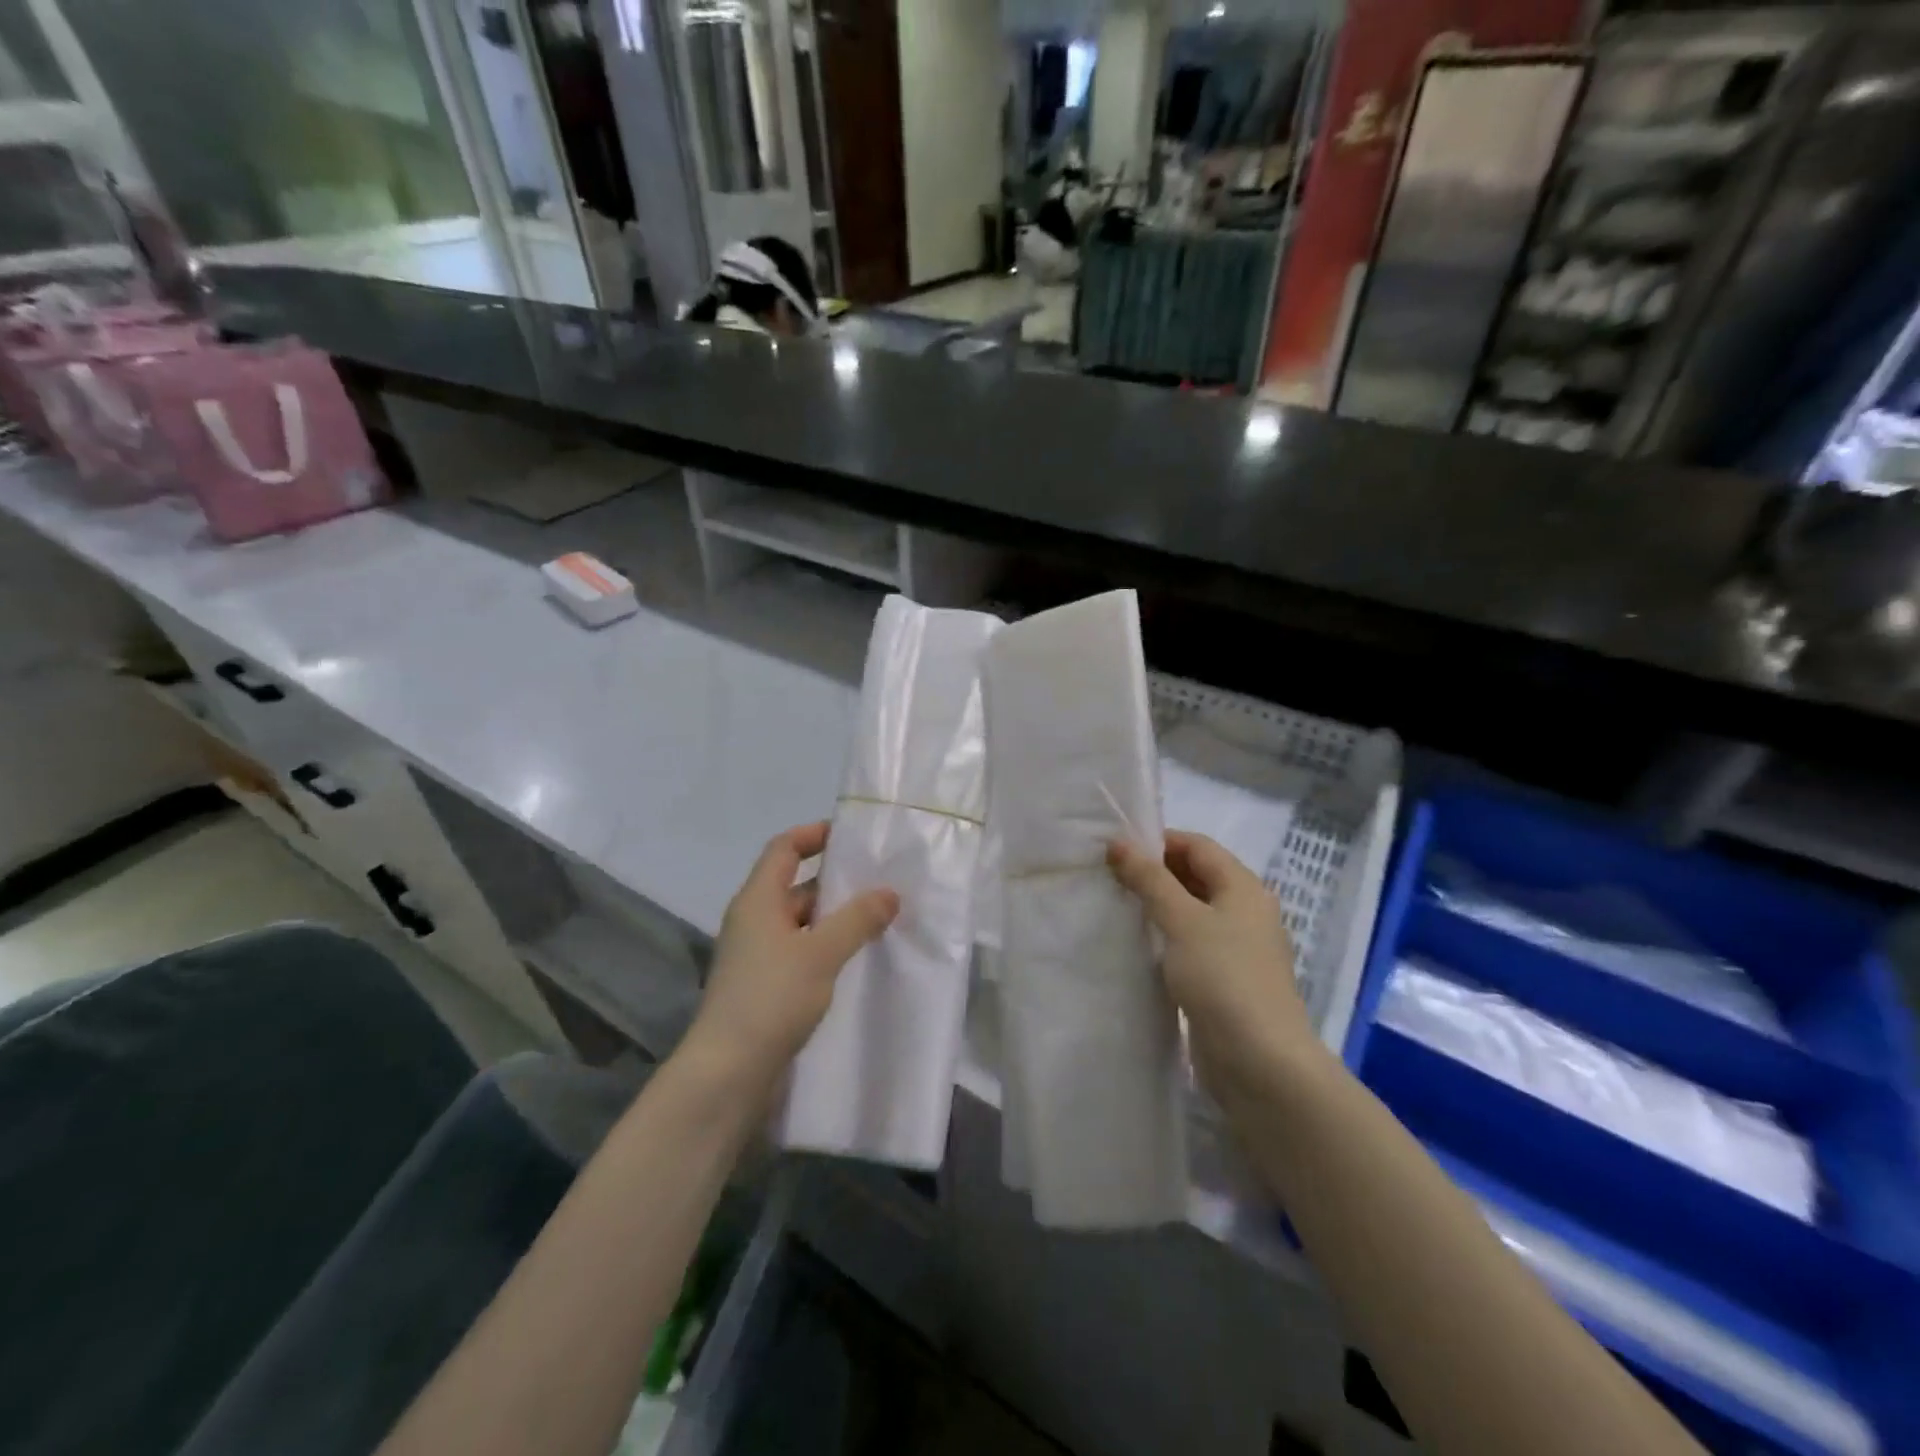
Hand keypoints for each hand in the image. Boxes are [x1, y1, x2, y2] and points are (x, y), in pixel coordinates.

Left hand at [682, 822, 898, 1090]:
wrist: (726, 1074)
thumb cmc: (770, 999)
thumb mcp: (820, 953)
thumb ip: (857, 919)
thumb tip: (889, 892)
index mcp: (757, 900)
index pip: (783, 849)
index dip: (813, 834)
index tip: (851, 836)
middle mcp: (754, 921)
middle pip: (796, 886)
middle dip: (836, 882)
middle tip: (882, 881)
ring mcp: (758, 956)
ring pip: (802, 923)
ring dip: (836, 919)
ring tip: (881, 919)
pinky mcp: (765, 987)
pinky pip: (802, 953)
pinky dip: (828, 948)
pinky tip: (857, 960)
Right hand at [1109, 831, 1313, 1096]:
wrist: (1260, 1063)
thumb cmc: (1223, 978)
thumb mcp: (1182, 920)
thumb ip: (1149, 879)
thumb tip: (1118, 842)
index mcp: (1243, 888)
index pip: (1198, 846)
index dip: (1158, 841)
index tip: (1115, 849)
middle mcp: (1244, 912)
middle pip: (1196, 876)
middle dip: (1154, 873)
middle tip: (1107, 877)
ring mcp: (1236, 949)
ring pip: (1190, 913)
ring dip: (1156, 907)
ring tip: (1114, 906)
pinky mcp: (1223, 981)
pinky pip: (1189, 945)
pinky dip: (1164, 938)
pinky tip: (1135, 945)